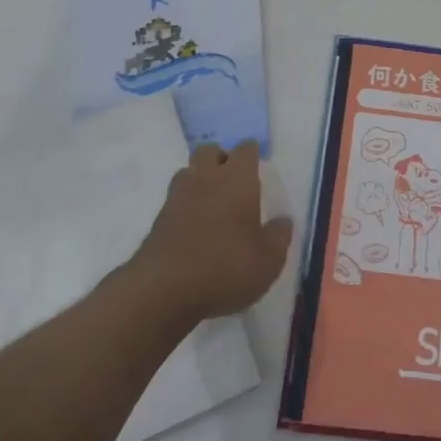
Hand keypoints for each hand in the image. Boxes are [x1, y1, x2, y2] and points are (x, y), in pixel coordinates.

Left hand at [132, 140, 292, 320]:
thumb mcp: (269, 259)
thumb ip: (279, 236)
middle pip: (209, 151)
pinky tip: (194, 228)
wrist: (163, 290)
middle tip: (233, 181)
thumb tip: (282, 221)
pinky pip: (174, 201)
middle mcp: (206, 178)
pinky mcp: (157, 221)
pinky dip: (185, 207)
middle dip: (220, 158)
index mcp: (237, 179)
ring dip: (199, 180)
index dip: (252, 154)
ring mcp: (177, 198)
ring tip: (211, 203)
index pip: (245, 150)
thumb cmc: (226, 266)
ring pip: (188, 172)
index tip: (257, 165)